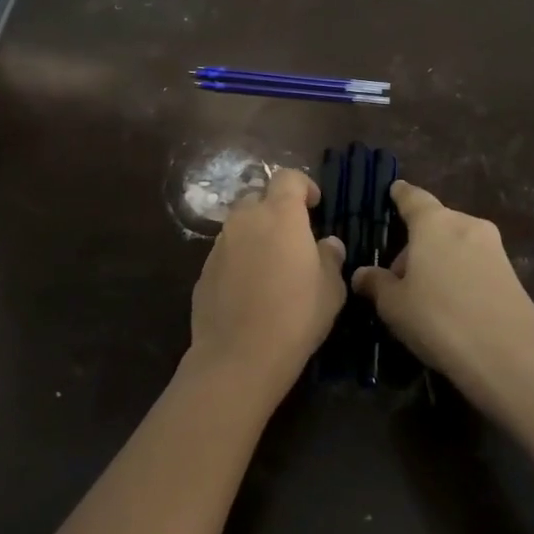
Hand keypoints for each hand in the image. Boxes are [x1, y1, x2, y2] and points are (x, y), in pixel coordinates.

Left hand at [184, 167, 346, 407]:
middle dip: (276, 210)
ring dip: (256, 235)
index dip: (304, 185)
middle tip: (294, 238)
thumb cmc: (296, 315)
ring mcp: (219, 244)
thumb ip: (330, 257)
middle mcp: (245, 220)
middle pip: (259, 198)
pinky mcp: (203, 269)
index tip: (315, 206)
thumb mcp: (331, 288)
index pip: (287, 177)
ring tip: (272, 266)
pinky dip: (239, 259)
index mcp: (279, 214)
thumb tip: (328, 244)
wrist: (239, 355)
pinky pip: (226, 253)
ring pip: (240, 226)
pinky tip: (250, 289)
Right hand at [352, 181, 533, 418]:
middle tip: (398, 277)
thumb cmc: (439, 319)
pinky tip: (451, 305)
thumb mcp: (393, 305)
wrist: (508, 356)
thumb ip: (376, 283)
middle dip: (416, 244)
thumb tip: (362, 274)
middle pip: (435, 224)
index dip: (400, 195)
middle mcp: (466, 225)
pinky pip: (475, 264)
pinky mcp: (512, 274)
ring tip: (424, 295)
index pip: (413, 197)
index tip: (394, 190)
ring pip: (456, 244)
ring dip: (438, 260)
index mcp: (434, 223)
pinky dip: (459, 274)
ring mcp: (494, 248)